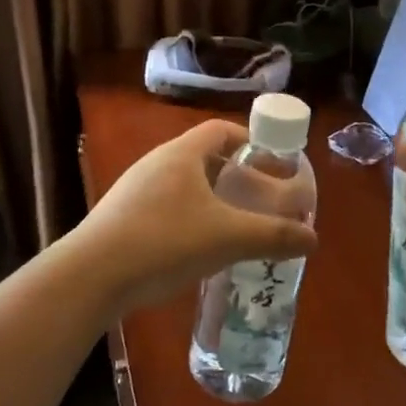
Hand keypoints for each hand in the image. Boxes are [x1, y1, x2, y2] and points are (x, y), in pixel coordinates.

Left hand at [65, 119, 317, 314]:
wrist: (92, 275)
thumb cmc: (165, 241)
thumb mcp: (227, 238)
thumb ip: (273, 236)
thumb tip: (313, 238)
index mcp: (181, 154)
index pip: (220, 130)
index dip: (249, 140)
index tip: (271, 163)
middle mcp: (156, 162)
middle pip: (203, 156)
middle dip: (234, 175)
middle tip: (258, 199)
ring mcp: (134, 189)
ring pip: (182, 184)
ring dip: (210, 199)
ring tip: (232, 226)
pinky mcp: (121, 217)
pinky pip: (164, 206)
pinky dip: (187, 218)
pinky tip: (196, 249)